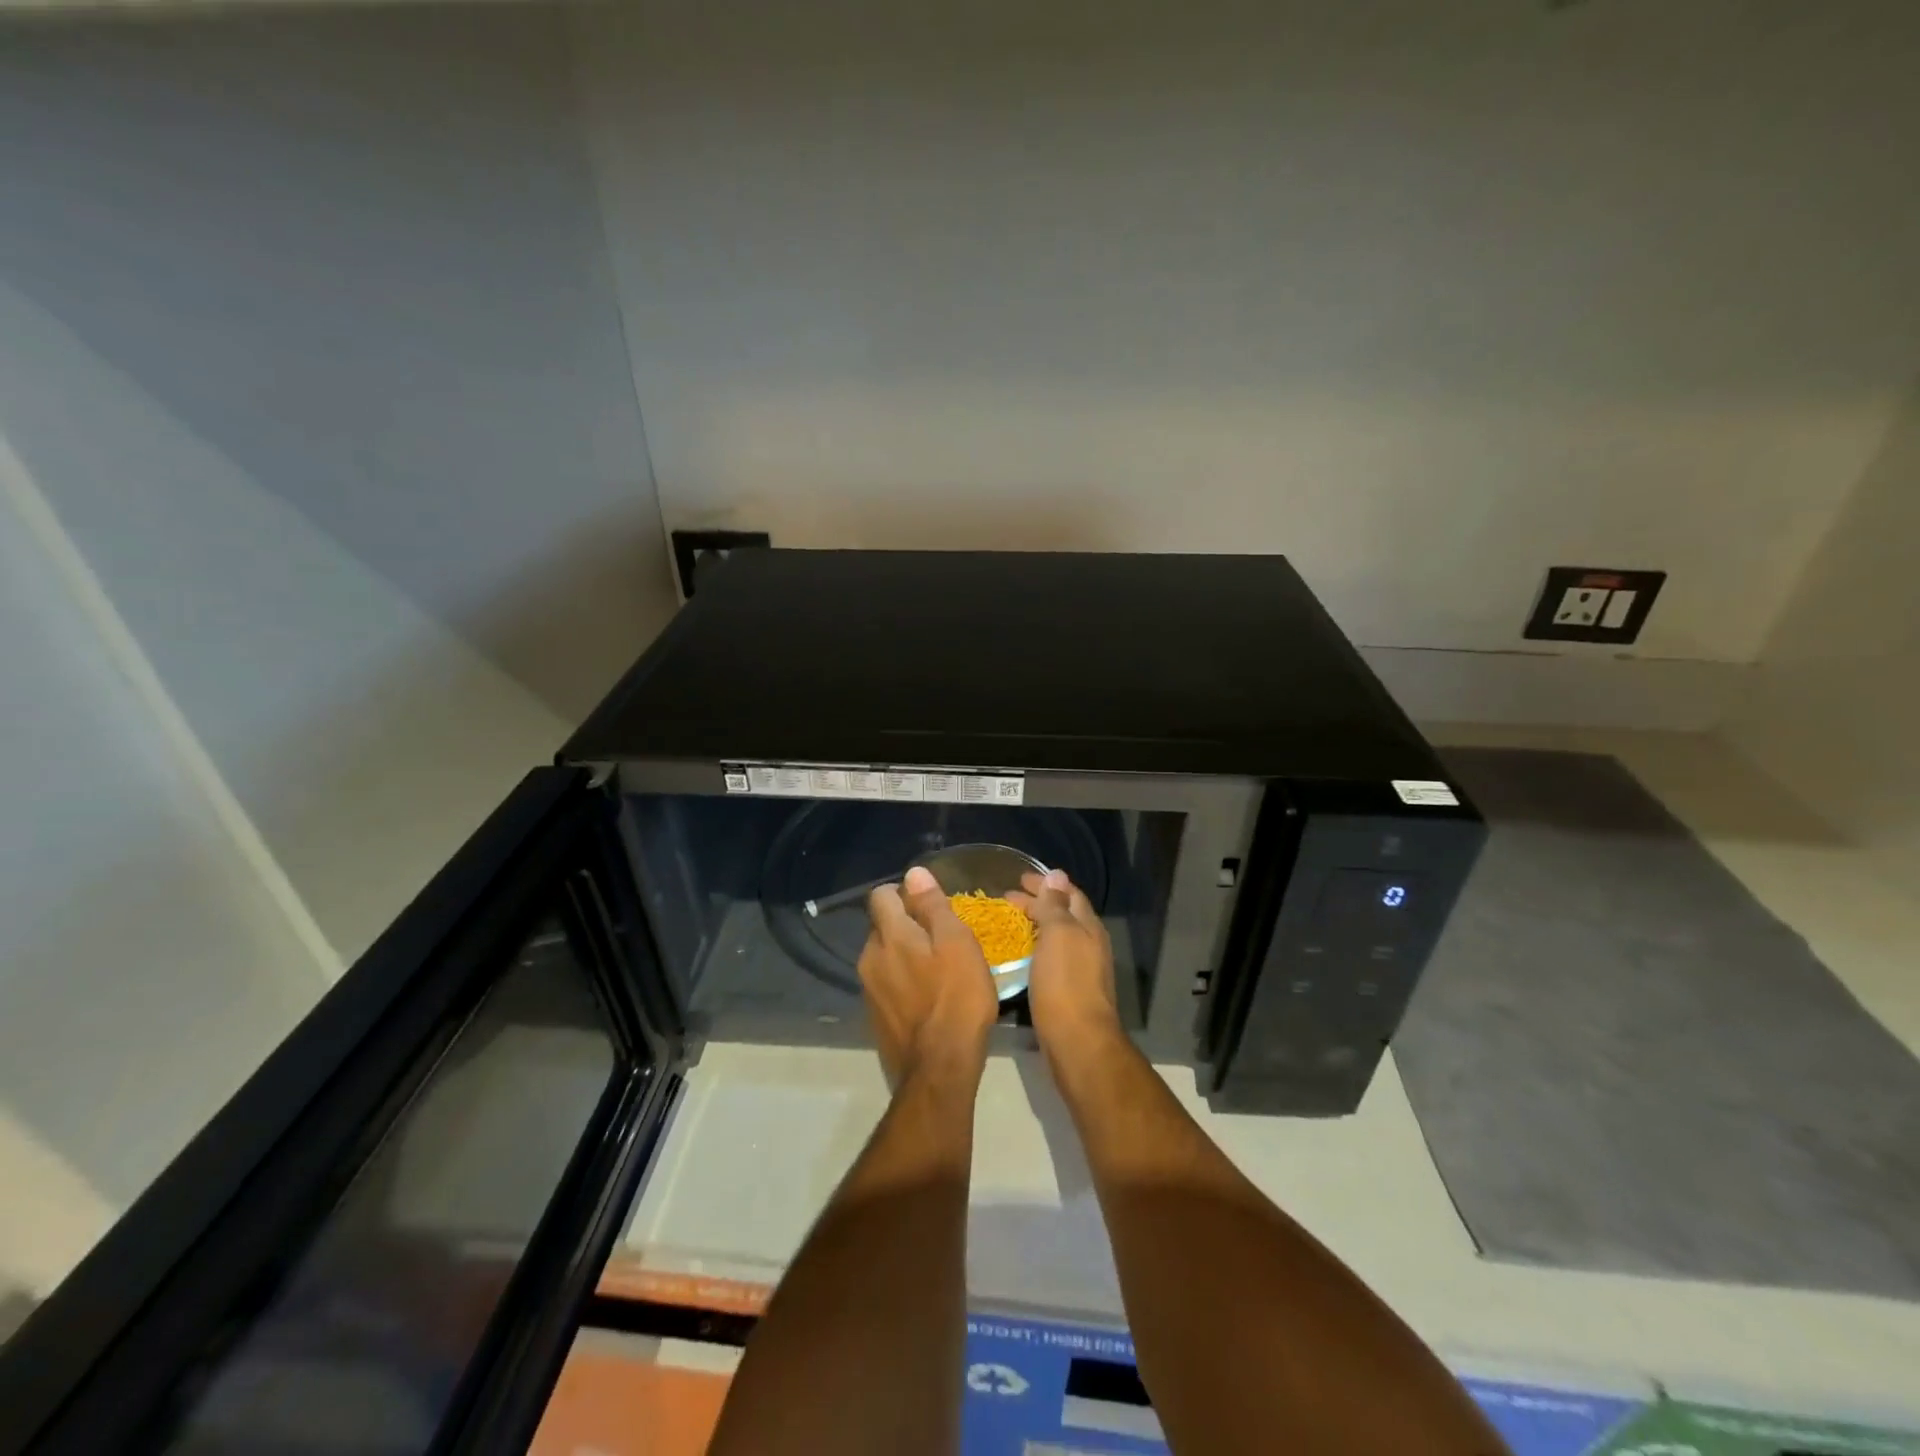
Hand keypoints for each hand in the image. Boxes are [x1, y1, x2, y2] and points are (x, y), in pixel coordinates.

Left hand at [859, 866, 998, 1087]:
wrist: (939, 1070)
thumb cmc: (957, 999)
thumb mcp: (957, 944)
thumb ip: (933, 906)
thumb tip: (914, 873)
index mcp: (888, 935)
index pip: (881, 895)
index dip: (904, 893)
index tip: (931, 905)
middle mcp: (869, 957)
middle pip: (882, 926)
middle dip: (906, 924)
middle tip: (942, 938)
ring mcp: (869, 990)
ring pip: (885, 956)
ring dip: (905, 954)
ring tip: (938, 969)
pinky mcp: (875, 1016)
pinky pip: (887, 983)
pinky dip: (903, 981)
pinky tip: (928, 997)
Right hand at [1006, 868, 1122, 1064]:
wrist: (1078, 1042)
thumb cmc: (1065, 983)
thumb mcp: (1059, 935)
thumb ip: (1056, 905)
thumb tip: (1057, 874)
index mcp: (1088, 927)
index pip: (1068, 894)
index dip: (1045, 883)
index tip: (1019, 879)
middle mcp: (1089, 944)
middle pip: (1064, 914)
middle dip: (1038, 902)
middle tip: (1008, 898)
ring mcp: (1082, 969)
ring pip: (1057, 936)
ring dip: (1036, 925)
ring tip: (1010, 923)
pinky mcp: (1069, 991)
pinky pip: (1051, 957)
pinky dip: (1036, 948)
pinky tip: (1020, 955)